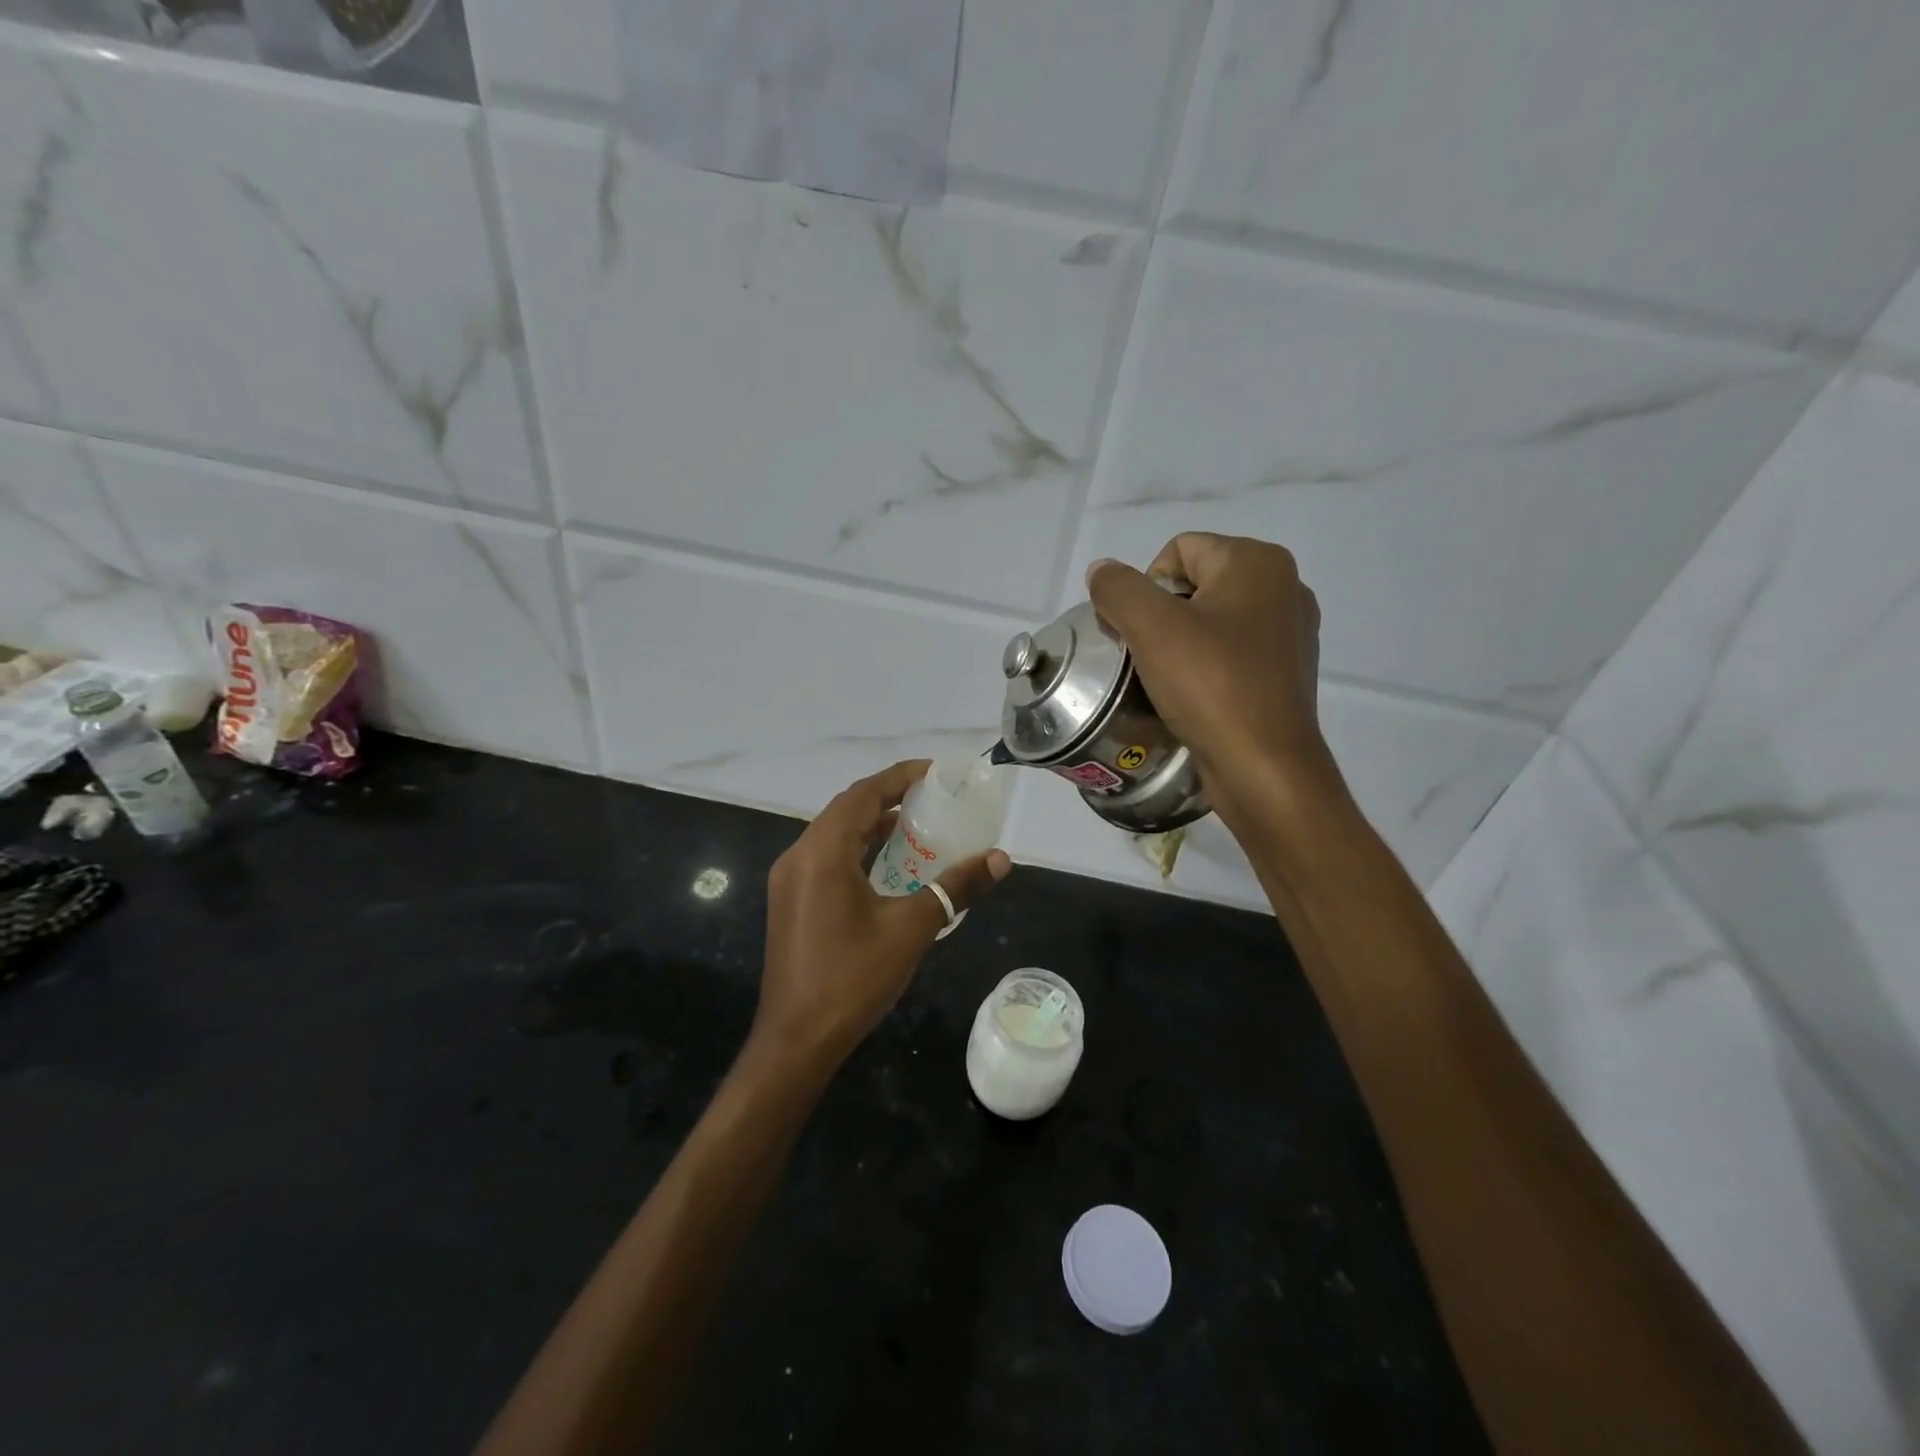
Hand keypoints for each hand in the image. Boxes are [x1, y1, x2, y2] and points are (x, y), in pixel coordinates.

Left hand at [754, 760, 1011, 1071]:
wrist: (796, 1041)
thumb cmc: (852, 978)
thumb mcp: (912, 929)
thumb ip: (956, 888)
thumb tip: (1001, 858)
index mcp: (822, 853)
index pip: (863, 795)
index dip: (899, 777)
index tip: (934, 773)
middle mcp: (799, 857)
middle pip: (846, 810)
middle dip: (888, 798)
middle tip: (932, 798)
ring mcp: (790, 881)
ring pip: (834, 835)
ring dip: (872, 825)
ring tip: (918, 826)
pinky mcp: (791, 902)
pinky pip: (826, 859)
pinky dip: (857, 850)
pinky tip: (887, 866)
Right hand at [1087, 533, 1329, 817]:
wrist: (1265, 768)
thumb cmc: (1211, 686)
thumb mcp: (1151, 628)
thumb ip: (1118, 589)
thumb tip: (1102, 571)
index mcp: (1258, 563)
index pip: (1179, 549)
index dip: (1146, 587)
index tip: (1141, 634)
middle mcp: (1284, 587)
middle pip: (1195, 583)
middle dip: (1161, 616)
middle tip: (1148, 658)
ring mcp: (1290, 632)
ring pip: (1211, 620)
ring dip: (1179, 644)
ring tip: (1167, 680)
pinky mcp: (1286, 672)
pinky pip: (1230, 653)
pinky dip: (1205, 667)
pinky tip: (1195, 697)